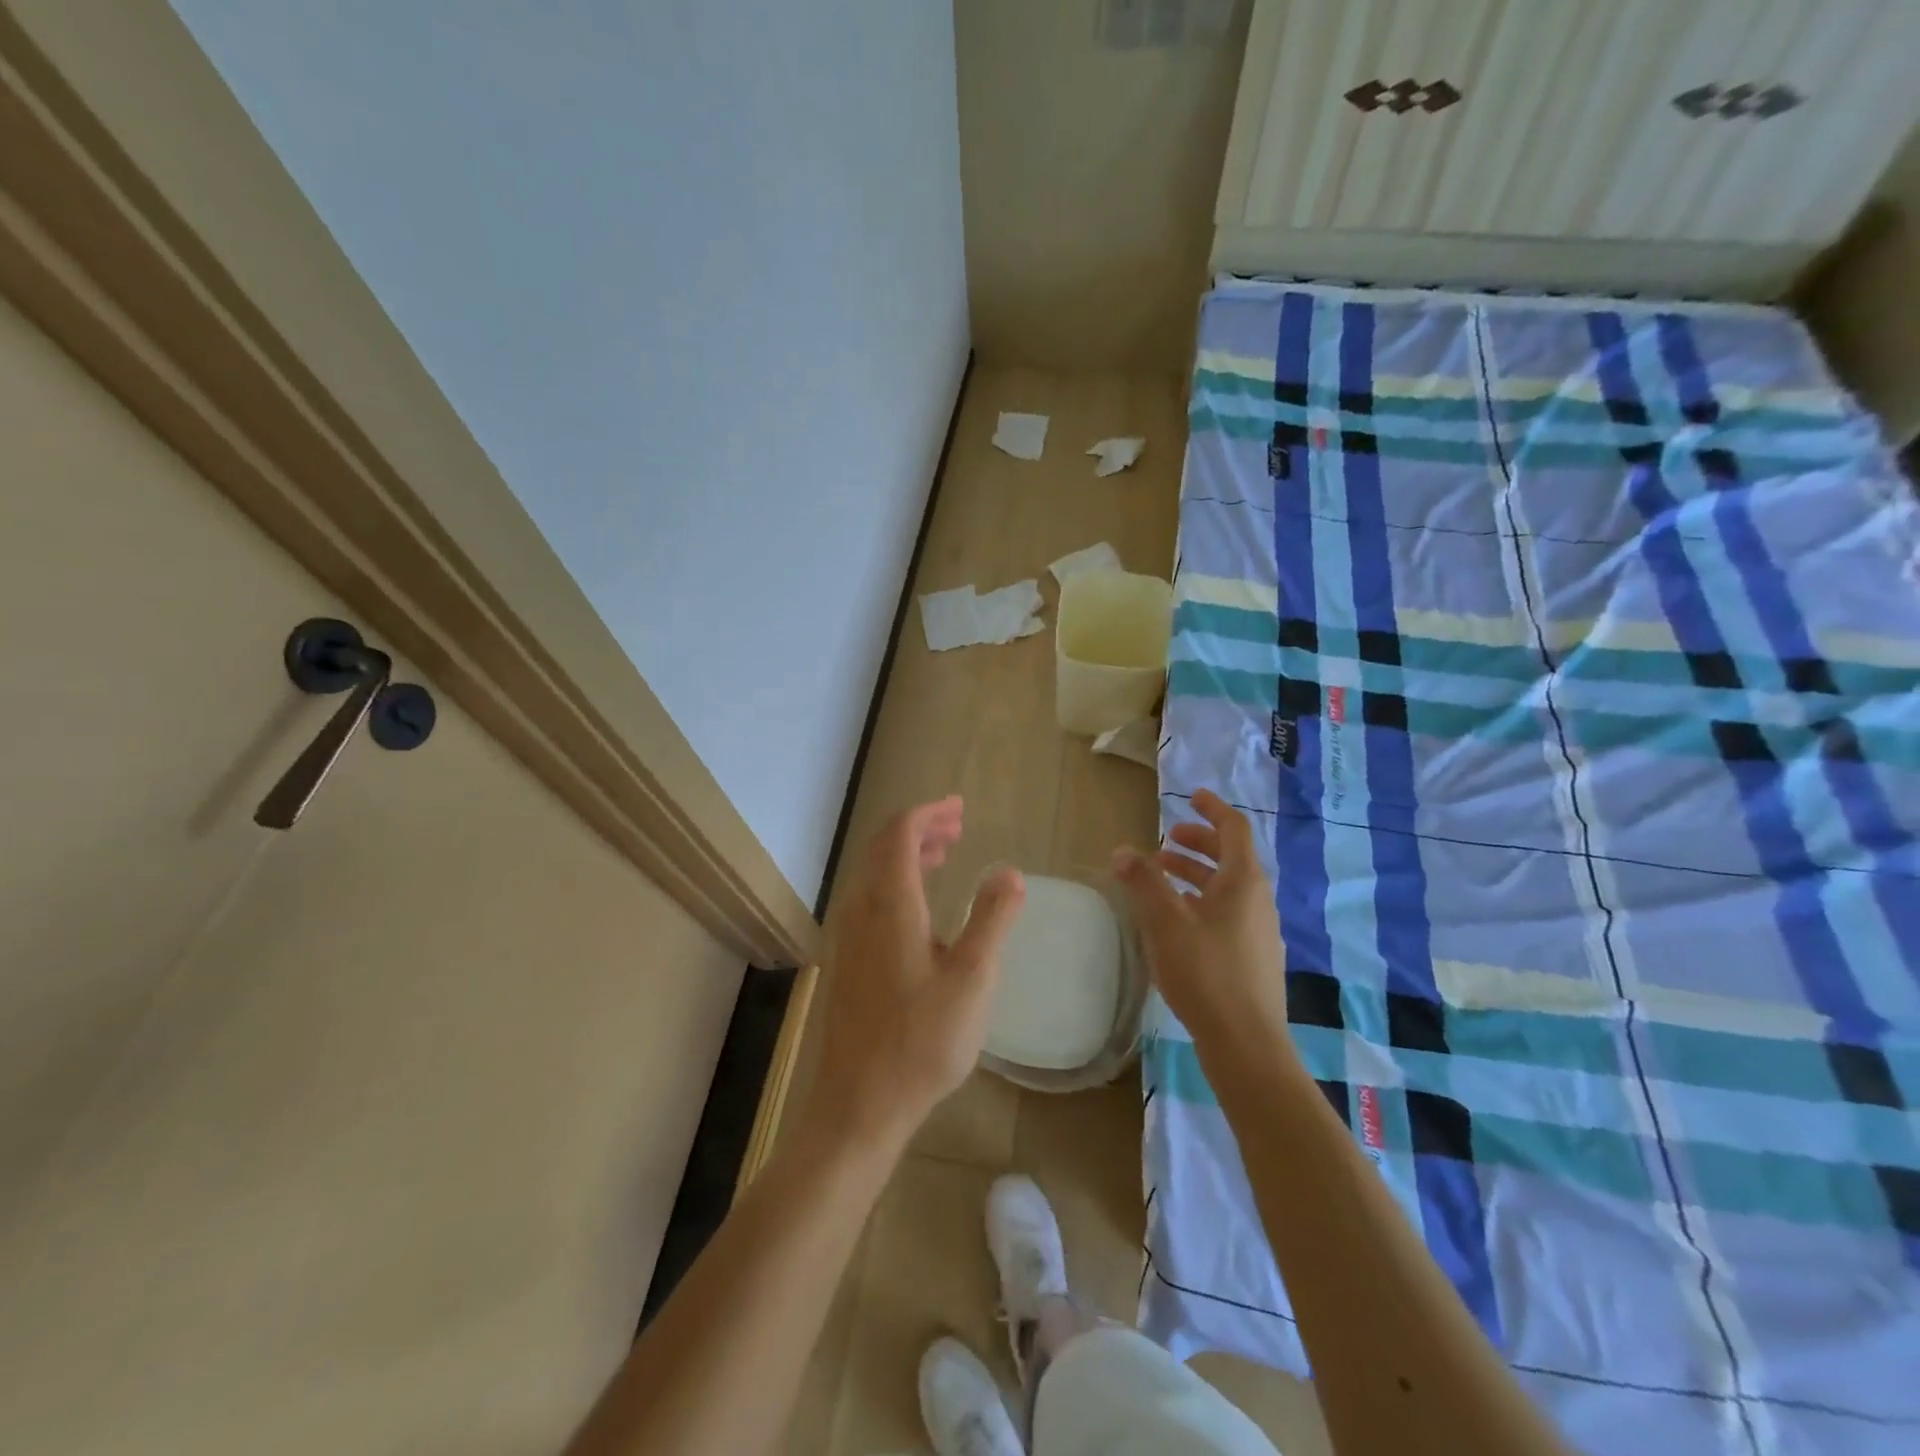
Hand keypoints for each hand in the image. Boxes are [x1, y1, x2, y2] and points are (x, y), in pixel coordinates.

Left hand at [807, 797, 1024, 1154]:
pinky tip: (921, 907)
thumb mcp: (973, 979)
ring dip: (907, 855)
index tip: (959, 808)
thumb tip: (1008, 871)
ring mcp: (848, 936)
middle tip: (957, 826)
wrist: (858, 1104)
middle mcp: (861, 910)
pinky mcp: (847, 961)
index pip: (900, 834)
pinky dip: (897, 882)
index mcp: (890, 904)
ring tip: (944, 854)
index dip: (929, 813)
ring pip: (875, 874)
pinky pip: (870, 899)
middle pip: (884, 848)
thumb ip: (992, 919)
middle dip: (920, 829)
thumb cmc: (922, 1041)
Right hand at [1113, 789, 1286, 1047]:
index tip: (1191, 797)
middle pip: (1230, 857)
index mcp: (1243, 882)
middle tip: (1165, 841)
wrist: (1246, 1044)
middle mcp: (1257, 900)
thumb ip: (1143, 882)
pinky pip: (1226, 912)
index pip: (1234, 829)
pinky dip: (1201, 901)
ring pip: (1226, 887)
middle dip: (1198, 843)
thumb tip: (1123, 850)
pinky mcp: (1251, 958)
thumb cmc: (1205, 973)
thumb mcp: (1165, 922)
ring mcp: (1258, 931)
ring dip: (1196, 874)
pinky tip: (1176, 920)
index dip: (1212, 809)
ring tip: (1162, 876)